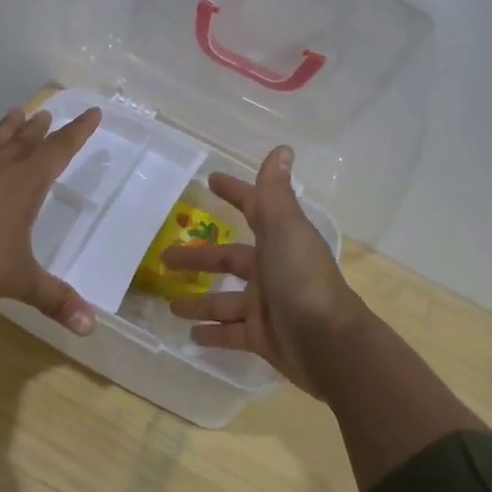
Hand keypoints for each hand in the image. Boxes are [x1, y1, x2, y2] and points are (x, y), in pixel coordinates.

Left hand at [0, 104, 102, 332]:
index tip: (92, 112)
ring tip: (14, 112)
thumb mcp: (20, 280)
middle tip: (47, 113)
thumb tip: (89, 327)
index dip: (77, 133)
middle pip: (24, 141)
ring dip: (8, 129)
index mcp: (24, 184)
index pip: (58, 150)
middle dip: (40, 129)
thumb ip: (54, 299)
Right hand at [161, 146, 364, 397]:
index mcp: (279, 240)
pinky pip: (230, 333)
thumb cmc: (301, 279)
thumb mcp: (285, 229)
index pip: (252, 209)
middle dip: (198, 257)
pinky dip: (211, 334)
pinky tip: (188, 337)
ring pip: (224, 300)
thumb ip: (275, 193)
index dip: (234, 193)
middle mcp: (273, 270)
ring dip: (198, 301)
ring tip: (168, 305)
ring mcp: (267, 306)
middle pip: (228, 259)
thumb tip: (282, 149)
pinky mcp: (262, 337)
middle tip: (164, 257)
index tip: (210, 181)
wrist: (327, 343)